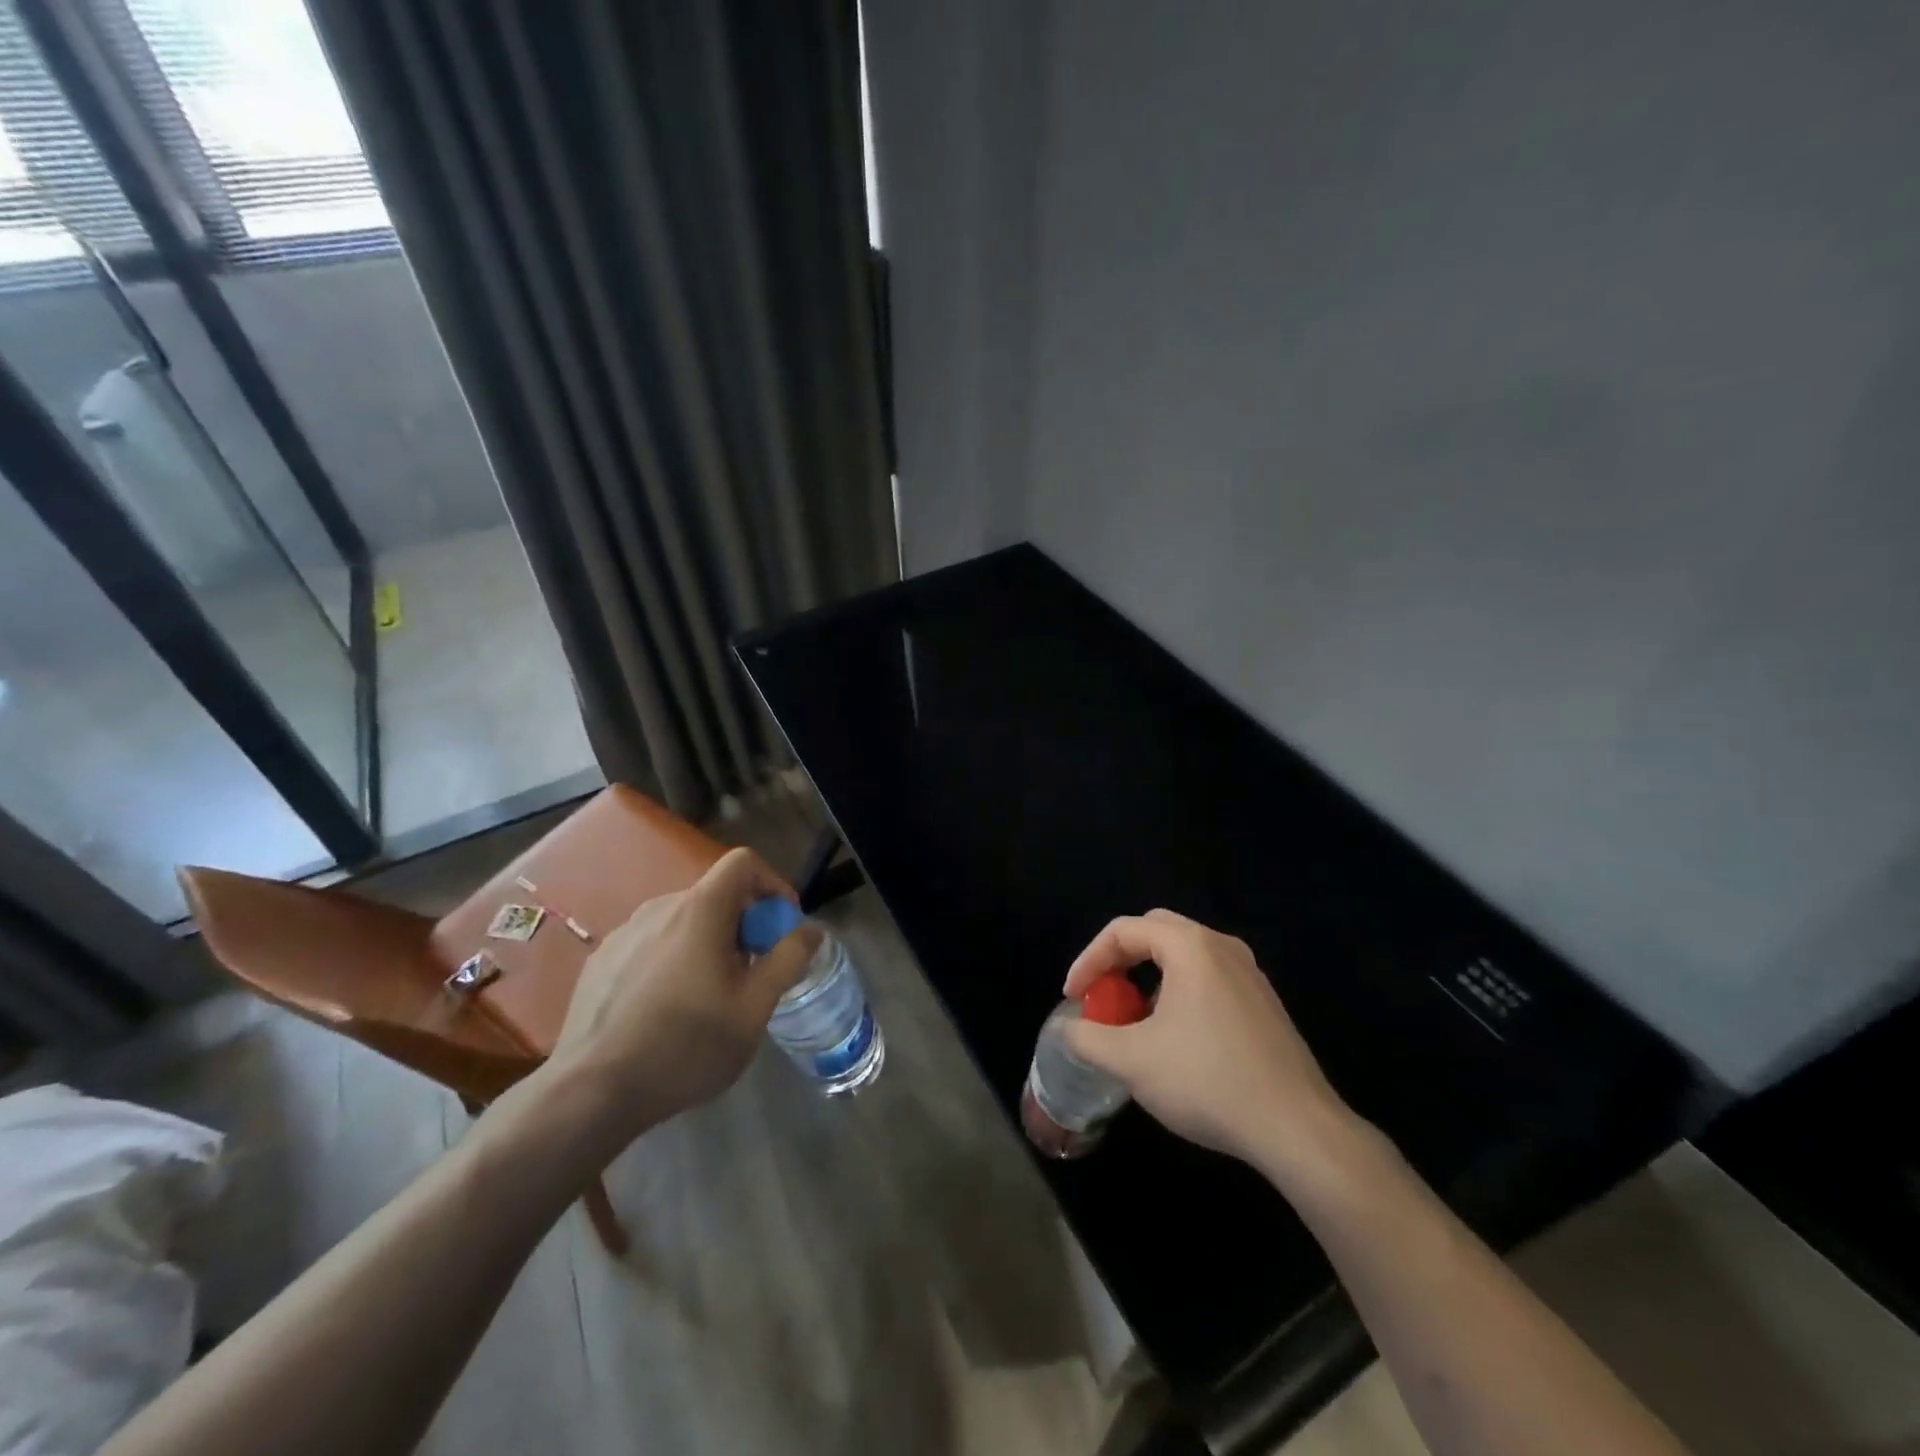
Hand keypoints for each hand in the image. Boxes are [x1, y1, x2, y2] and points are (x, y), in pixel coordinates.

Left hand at [547, 848, 819, 1146]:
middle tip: (753, 970)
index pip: (743, 862)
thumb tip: (811, 929)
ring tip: (711, 993)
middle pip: (715, 893)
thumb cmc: (686, 1046)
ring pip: (683, 920)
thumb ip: (788, 959)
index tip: (782, 924)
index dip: (772, 883)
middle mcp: (660, 907)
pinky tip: (668, 1007)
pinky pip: (652, 942)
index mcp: (700, 910)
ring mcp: (624, 933)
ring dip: (709, 941)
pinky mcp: (601, 960)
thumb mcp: (753, 1008)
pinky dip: (674, 957)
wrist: (591, 1092)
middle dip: (744, 922)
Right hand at [1060, 909, 1360, 1181]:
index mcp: (1191, 947)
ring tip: (1133, 1020)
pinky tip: (1174, 1038)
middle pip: (1155, 932)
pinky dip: (1178, 992)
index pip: (1123, 931)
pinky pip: (1209, 978)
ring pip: (1184, 956)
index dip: (1088, 959)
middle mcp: (1223, 947)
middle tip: (1101, 995)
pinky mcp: (1265, 1004)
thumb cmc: (1208, 1081)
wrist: (1297, 1129)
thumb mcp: (1132, 1061)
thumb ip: (1088, 1038)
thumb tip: (1068, 1030)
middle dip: (1119, 960)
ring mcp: (1250, 974)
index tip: (1073, 998)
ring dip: (1149, 977)